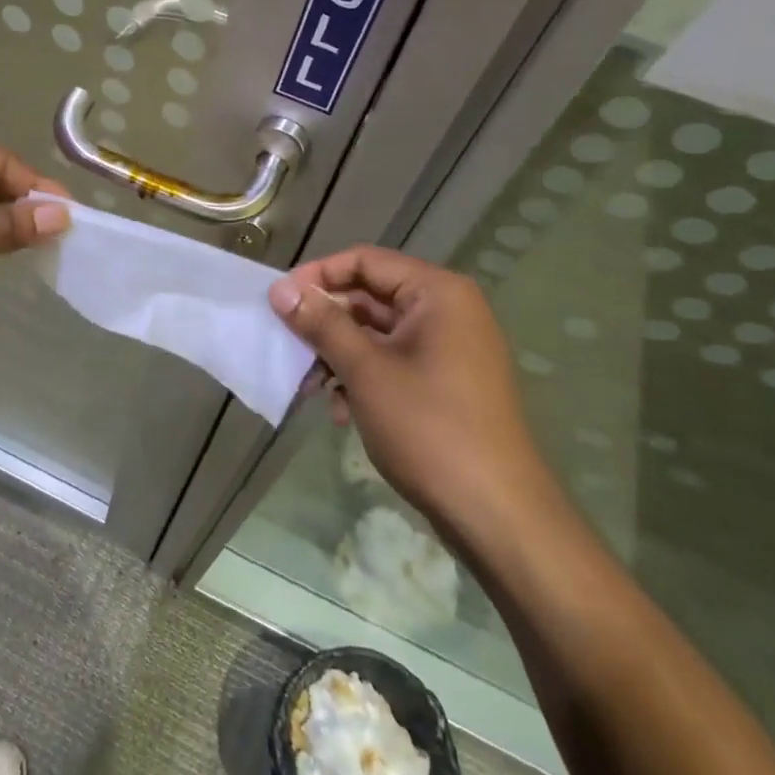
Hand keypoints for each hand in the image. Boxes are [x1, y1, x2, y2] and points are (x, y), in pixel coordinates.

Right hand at [268, 247, 559, 549]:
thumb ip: (321, 324)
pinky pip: (391, 361)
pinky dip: (361, 377)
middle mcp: (446, 311)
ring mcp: (448, 348)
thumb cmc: (429, 428)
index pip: (365, 261)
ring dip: (338, 354)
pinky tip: (340, 411)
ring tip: (310, 388)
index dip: (318, 276)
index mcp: (437, 294)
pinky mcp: (445, 382)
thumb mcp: (365, 371)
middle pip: (369, 296)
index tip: (279, 302)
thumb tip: (280, 289)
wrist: (495, 514)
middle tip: (287, 346)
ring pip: (375, 334)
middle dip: (325, 323)